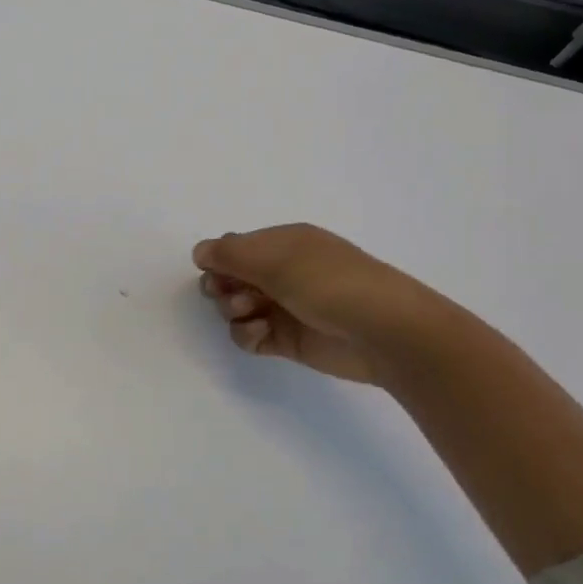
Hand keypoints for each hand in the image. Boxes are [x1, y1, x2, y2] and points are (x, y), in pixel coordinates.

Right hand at [194, 224, 453, 386]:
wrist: (383, 331)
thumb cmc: (329, 282)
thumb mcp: (276, 259)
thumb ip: (230, 254)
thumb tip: (199, 252)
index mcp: (283, 243)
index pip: (236, 246)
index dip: (219, 259)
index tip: (214, 271)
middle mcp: (282, 272)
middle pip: (230, 277)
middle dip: (222, 285)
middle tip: (229, 294)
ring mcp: (284, 306)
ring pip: (236, 307)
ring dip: (234, 310)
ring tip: (252, 312)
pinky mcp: (287, 339)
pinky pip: (250, 335)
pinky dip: (248, 334)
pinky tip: (261, 333)